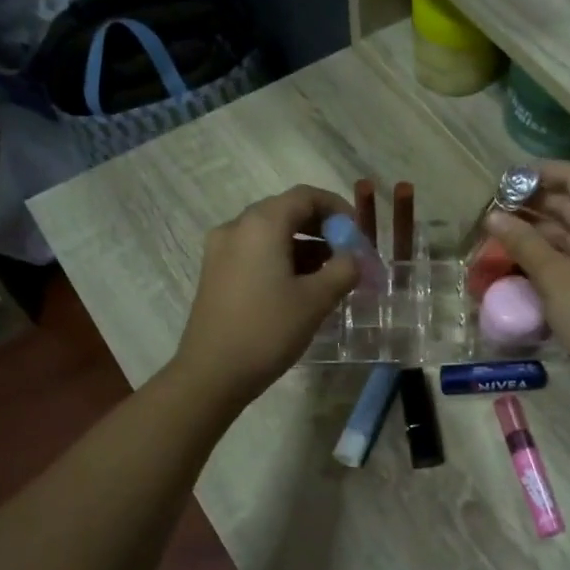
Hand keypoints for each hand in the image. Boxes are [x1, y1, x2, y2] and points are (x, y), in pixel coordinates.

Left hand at [172, 186, 357, 405]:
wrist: (212, 373)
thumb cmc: (267, 330)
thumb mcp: (316, 300)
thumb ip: (343, 270)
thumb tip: (353, 258)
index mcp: (261, 224)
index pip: (305, 196)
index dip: (337, 208)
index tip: (358, 233)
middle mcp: (237, 227)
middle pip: (286, 211)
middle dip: (321, 228)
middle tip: (347, 254)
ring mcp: (221, 250)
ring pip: (270, 234)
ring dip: (303, 245)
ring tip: (330, 274)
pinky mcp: (215, 273)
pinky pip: (255, 252)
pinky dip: (282, 258)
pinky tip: (300, 286)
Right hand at [485, 162, 569, 395]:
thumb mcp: (554, 276)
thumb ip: (523, 242)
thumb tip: (492, 217)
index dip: (541, 173)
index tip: (506, 180)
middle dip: (536, 203)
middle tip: (496, 207)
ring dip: (541, 228)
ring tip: (502, 229)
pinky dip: (553, 250)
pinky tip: (523, 254)